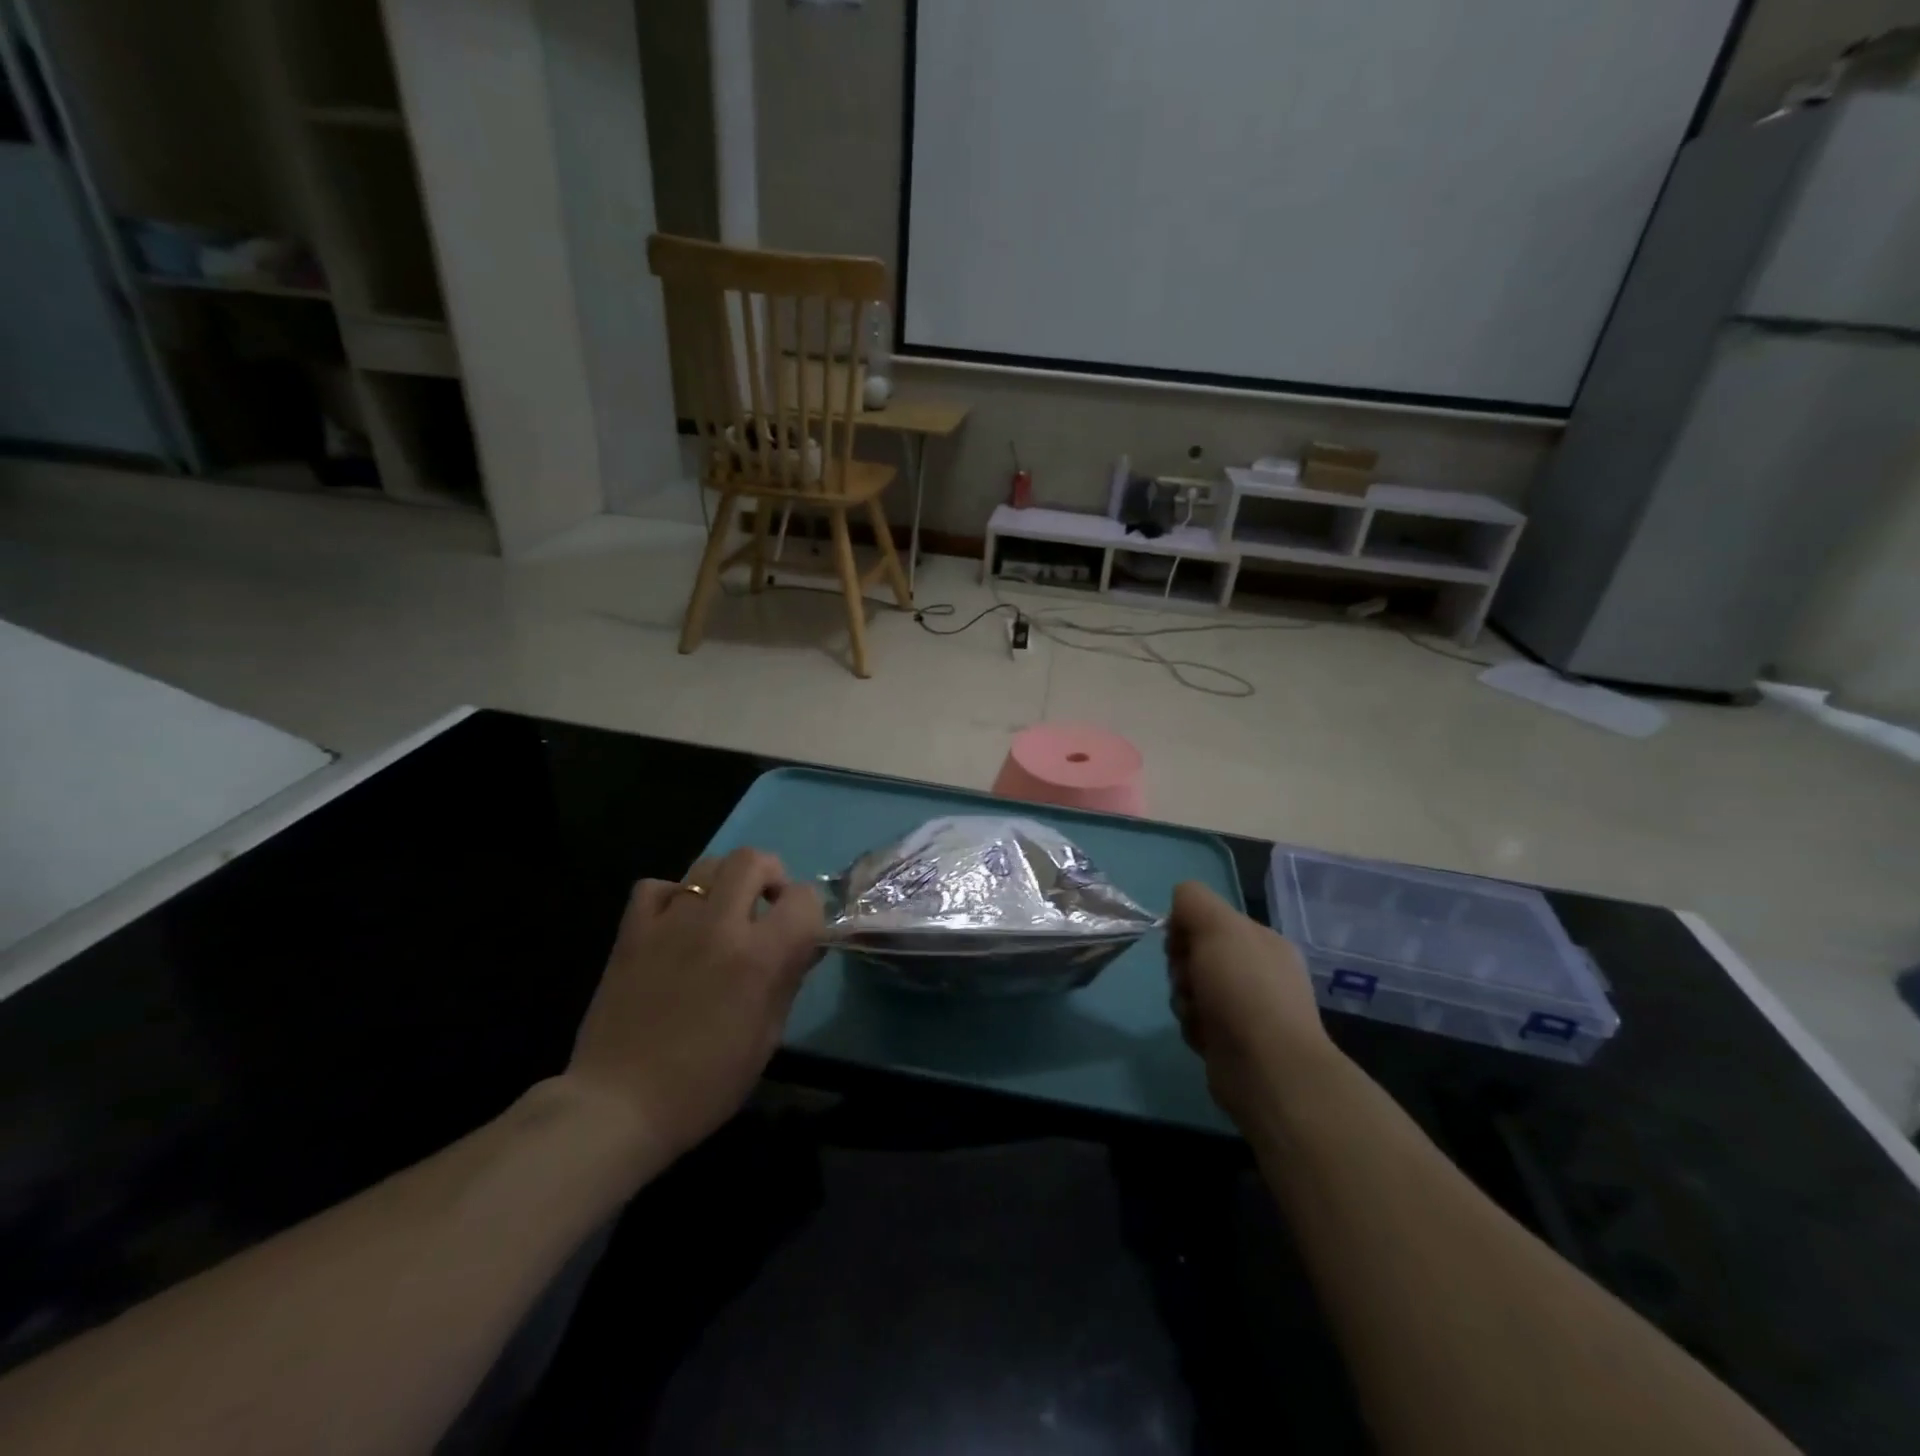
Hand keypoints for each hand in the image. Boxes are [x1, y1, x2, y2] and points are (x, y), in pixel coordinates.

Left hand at [566, 847, 823, 1176]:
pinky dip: (673, 896)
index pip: (803, 899)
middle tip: (766, 906)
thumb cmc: (705, 1083)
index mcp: (758, 956)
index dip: (809, 912)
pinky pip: (657, 887)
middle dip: (770, 875)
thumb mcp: (767, 1037)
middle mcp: (717, 926)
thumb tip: (805, 945)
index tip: (801, 933)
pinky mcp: (632, 932)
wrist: (619, 1105)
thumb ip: (788, 979)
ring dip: (727, 881)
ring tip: (723, 912)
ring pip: (707, 864)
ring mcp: (670, 923)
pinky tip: (676, 922)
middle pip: (752, 860)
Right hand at [1167, 881, 1331, 1124]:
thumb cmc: (1244, 989)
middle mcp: (1257, 973)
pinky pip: (1196, 1022)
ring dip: (1184, 999)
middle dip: (1182, 967)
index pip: (1209, 920)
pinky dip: (1193, 1027)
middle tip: (1190, 981)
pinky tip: (1204, 1037)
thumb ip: (1192, 900)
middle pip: (1196, 955)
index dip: (1186, 929)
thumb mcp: (1217, 925)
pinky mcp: (1231, 1043)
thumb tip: (1179, 908)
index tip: (1181, 945)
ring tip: (1197, 1014)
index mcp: (1262, 941)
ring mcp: (1246, 1010)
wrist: (1267, 1068)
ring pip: (1191, 990)